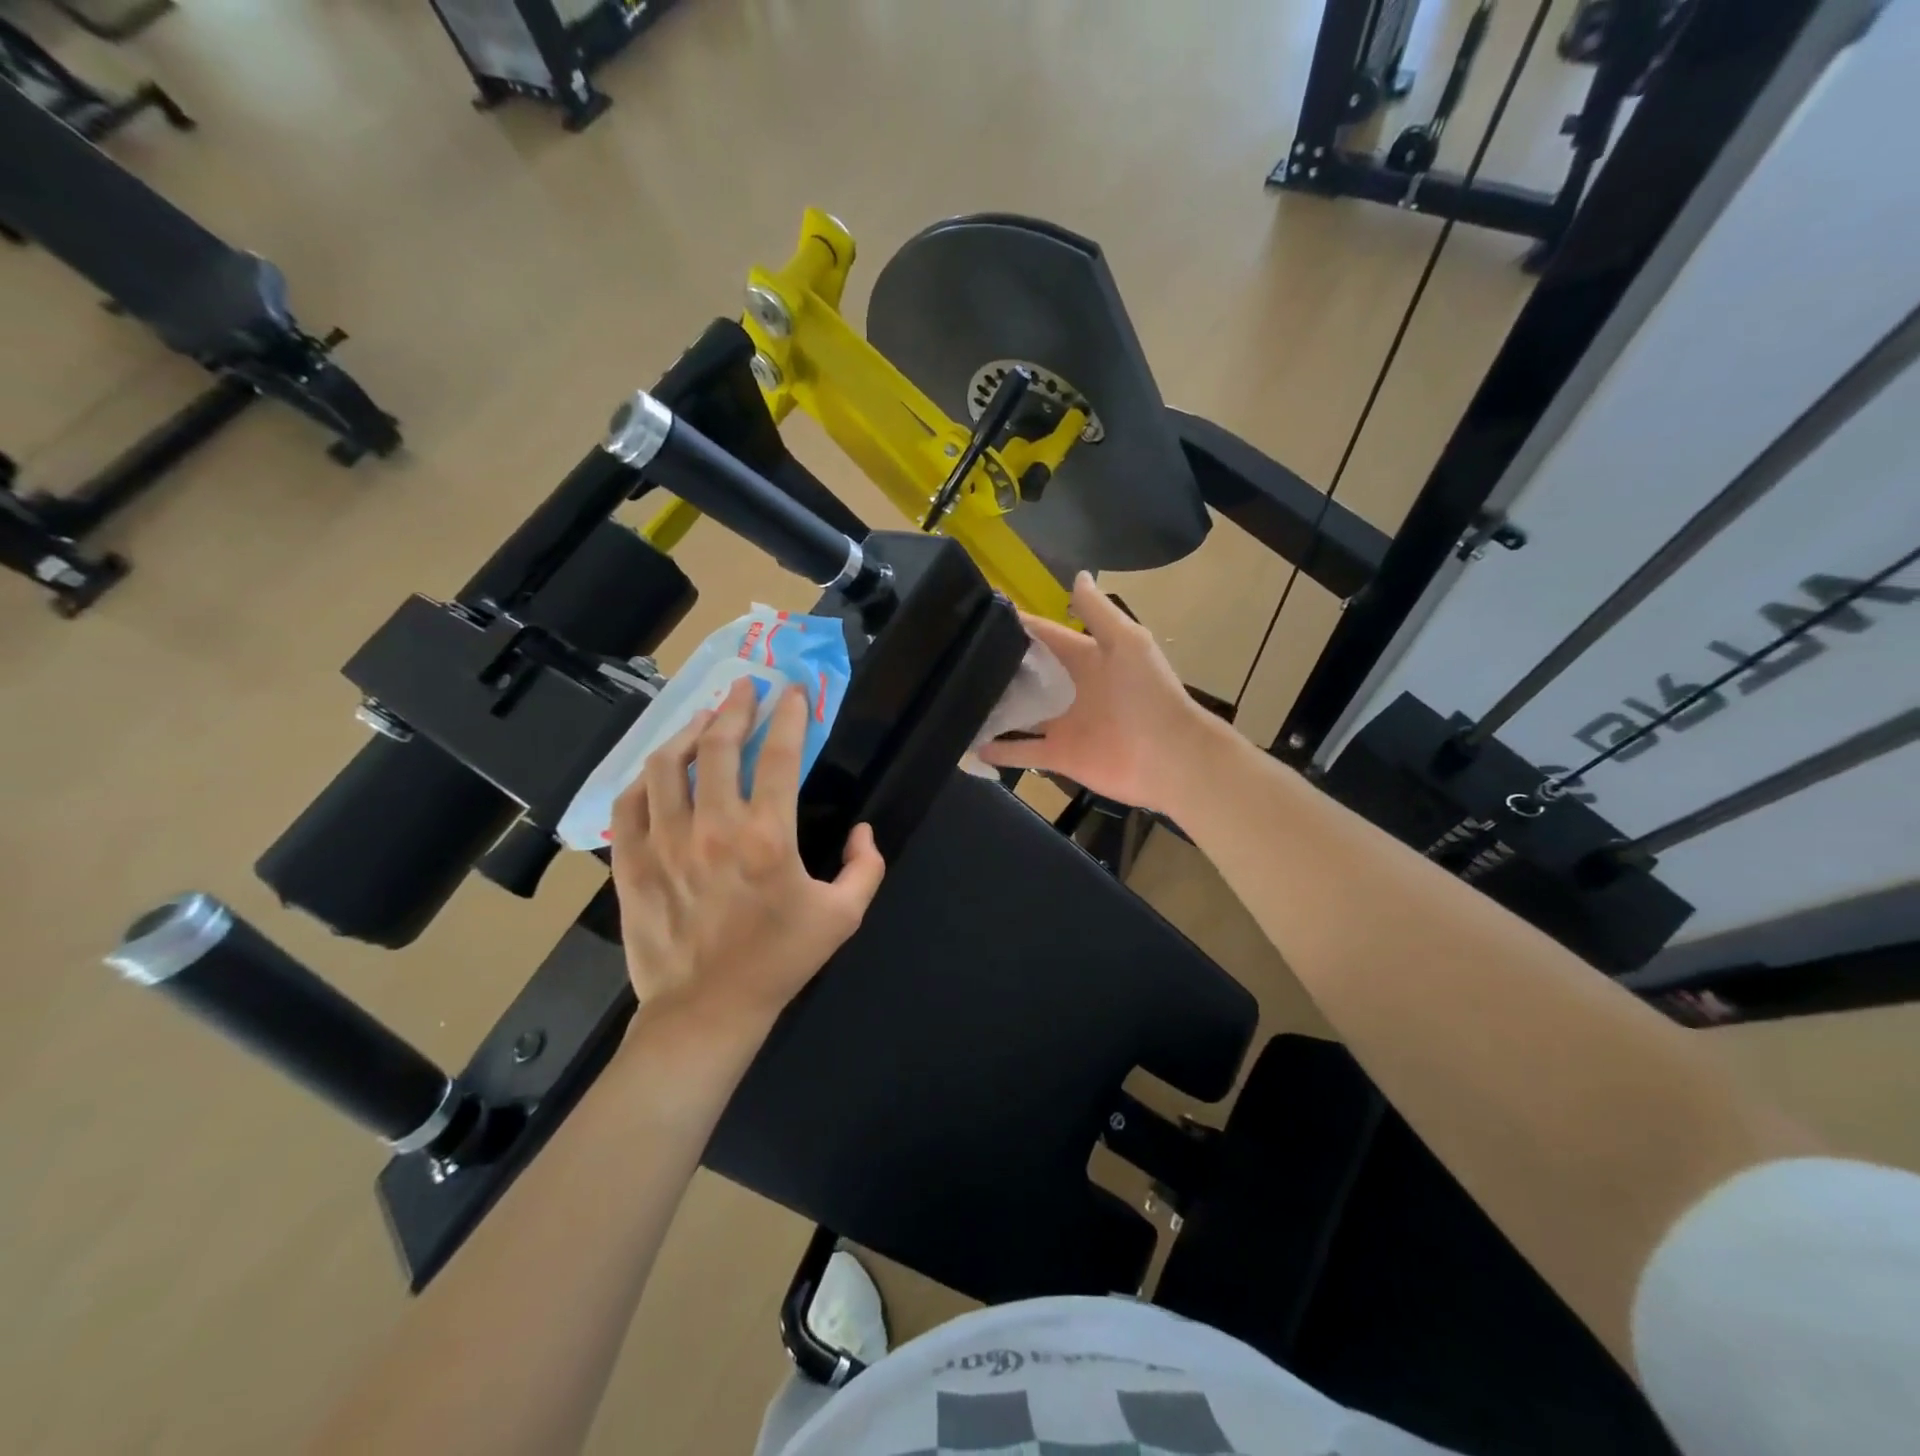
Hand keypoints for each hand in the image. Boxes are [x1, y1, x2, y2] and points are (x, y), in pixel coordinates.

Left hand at [609, 678, 885, 1032]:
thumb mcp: (843, 917)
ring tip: (703, 717)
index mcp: (767, 836)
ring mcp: (665, 841)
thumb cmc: (779, 961)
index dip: (789, 715)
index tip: (793, 692)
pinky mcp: (632, 861)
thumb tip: (864, 832)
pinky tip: (658, 768)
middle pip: (719, 745)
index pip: (779, 755)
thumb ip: (866, 868)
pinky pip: (630, 802)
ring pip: (666, 764)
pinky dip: (645, 776)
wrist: (707, 1011)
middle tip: (745, 687)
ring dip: (688, 731)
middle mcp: (713, 827)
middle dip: (736, 706)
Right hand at [978, 572, 1222, 813]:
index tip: (979, 616)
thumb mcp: (1127, 642)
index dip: (1018, 626)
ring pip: (1020, 715)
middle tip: (957, 658)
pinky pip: (1022, 752)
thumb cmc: (1148, 694)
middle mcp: (1071, 690)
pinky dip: (998, 751)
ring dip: (994, 709)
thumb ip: (1098, 612)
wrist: (1171, 757)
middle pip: (1028, 676)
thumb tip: (1077, 575)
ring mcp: (1063, 725)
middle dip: (999, 668)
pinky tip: (970, 744)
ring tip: (956, 699)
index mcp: (1087, 658)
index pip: (1046, 637)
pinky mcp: (1059, 756)